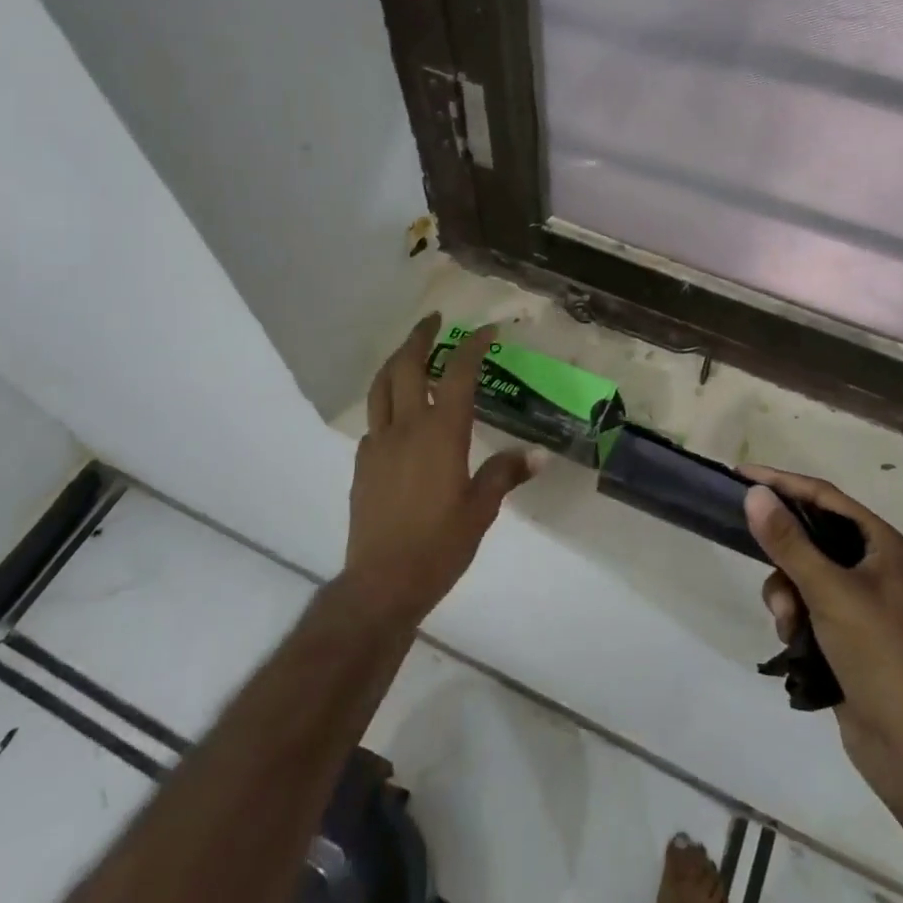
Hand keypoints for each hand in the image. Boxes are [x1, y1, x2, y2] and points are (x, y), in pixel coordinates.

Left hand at [345, 315, 535, 620]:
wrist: (381, 582)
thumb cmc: (439, 545)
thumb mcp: (482, 510)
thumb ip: (505, 474)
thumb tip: (539, 455)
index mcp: (441, 433)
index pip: (458, 374)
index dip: (472, 346)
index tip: (487, 329)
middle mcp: (407, 428)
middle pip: (408, 366)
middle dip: (420, 337)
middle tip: (433, 320)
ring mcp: (379, 443)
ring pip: (382, 386)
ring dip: (397, 360)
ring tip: (410, 351)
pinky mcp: (363, 463)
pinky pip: (375, 419)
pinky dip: (388, 400)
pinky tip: (400, 414)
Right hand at [742, 466, 902, 850]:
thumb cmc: (881, 656)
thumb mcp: (830, 592)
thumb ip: (789, 542)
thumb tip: (754, 494)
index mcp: (881, 544)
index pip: (823, 496)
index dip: (782, 483)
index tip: (740, 476)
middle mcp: (872, 566)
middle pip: (810, 536)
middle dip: (782, 553)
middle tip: (753, 553)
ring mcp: (859, 604)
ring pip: (801, 574)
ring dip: (785, 594)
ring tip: (788, 624)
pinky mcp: (845, 637)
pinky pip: (805, 608)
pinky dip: (793, 619)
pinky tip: (794, 644)